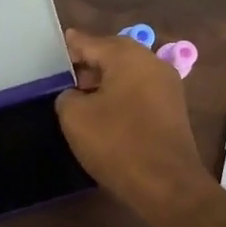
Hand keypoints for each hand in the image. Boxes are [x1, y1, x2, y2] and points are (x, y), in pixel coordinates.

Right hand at [55, 29, 213, 216]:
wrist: (167, 185)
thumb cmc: (117, 143)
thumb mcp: (75, 117)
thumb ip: (67, 96)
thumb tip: (75, 95)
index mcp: (127, 56)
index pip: (90, 42)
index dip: (68, 47)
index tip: (52, 50)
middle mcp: (151, 62)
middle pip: (112, 54)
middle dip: (87, 63)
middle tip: (63, 77)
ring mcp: (167, 86)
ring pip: (127, 73)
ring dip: (104, 81)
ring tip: (80, 97)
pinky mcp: (172, 109)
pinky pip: (139, 91)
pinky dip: (120, 96)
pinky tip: (104, 113)